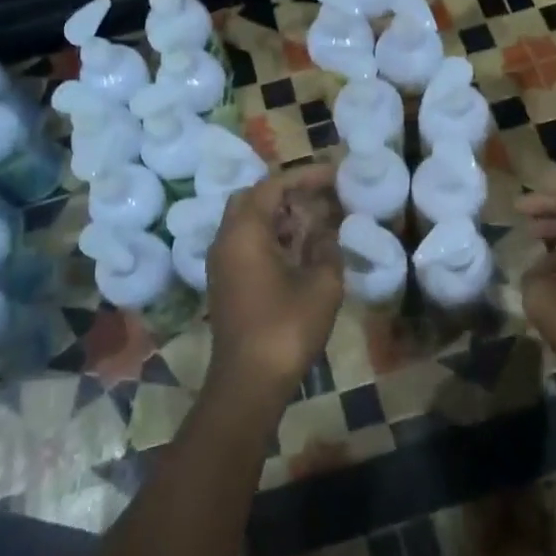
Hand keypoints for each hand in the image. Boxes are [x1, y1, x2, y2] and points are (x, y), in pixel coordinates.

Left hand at [206, 164, 343, 398]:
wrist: (249, 381)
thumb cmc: (287, 328)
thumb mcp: (322, 284)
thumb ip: (327, 248)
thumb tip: (325, 232)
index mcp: (245, 232)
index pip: (272, 186)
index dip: (305, 176)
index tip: (335, 174)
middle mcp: (225, 240)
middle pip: (253, 198)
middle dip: (288, 192)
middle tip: (321, 196)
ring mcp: (221, 263)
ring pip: (248, 221)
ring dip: (279, 215)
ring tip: (316, 220)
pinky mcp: (224, 282)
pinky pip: (246, 243)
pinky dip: (271, 236)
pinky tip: (299, 249)